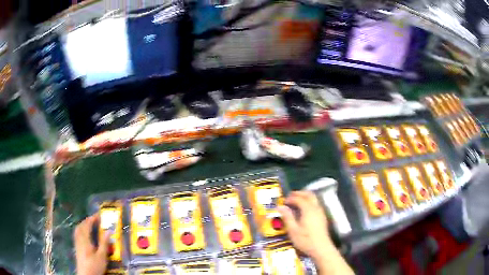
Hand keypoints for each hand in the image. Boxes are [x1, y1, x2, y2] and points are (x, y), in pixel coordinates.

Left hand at [74, 214, 109, 274]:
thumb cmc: (95, 266)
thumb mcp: (102, 256)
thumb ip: (104, 243)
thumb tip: (108, 231)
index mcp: (85, 240)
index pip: (87, 225)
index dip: (92, 219)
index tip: (98, 215)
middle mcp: (79, 239)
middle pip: (81, 226)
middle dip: (86, 221)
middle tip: (94, 219)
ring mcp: (77, 244)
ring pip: (77, 230)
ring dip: (83, 225)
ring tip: (88, 225)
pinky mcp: (76, 248)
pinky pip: (77, 235)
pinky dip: (80, 230)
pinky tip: (84, 235)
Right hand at [278, 191, 353, 274]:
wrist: (321, 248)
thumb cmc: (305, 240)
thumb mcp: (293, 230)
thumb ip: (287, 217)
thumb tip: (280, 206)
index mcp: (308, 210)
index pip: (299, 199)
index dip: (290, 198)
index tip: (283, 201)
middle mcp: (316, 208)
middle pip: (309, 195)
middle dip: (299, 193)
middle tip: (290, 196)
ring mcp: (321, 212)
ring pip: (314, 199)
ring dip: (305, 197)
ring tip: (296, 201)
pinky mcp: (322, 217)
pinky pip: (316, 204)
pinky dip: (309, 202)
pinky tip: (304, 210)